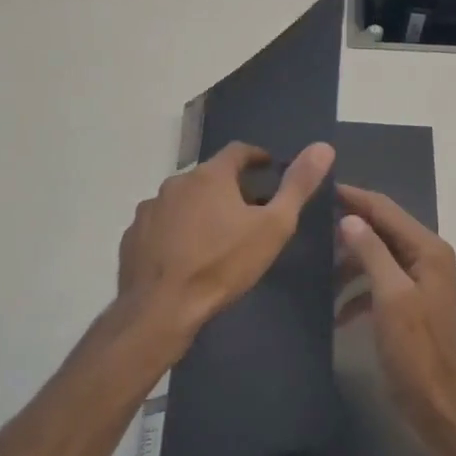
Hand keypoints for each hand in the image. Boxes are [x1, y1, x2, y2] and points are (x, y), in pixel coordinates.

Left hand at [117, 140, 335, 350]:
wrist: (162, 308)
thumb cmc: (223, 264)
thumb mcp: (273, 227)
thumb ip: (298, 186)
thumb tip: (324, 146)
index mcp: (210, 176)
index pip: (237, 151)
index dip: (256, 157)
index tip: (268, 169)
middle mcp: (176, 183)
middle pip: (208, 177)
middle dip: (229, 187)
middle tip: (247, 211)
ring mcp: (149, 209)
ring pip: (182, 201)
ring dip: (199, 209)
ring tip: (215, 236)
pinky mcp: (132, 236)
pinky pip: (160, 225)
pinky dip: (175, 231)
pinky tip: (184, 255)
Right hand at [336, 184, 455, 444]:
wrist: (437, 404)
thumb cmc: (415, 350)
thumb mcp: (391, 297)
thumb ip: (371, 252)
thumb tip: (349, 218)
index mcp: (428, 250)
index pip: (386, 210)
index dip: (355, 197)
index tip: (320, 188)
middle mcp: (427, 258)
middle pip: (382, 230)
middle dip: (349, 228)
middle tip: (309, 225)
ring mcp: (419, 282)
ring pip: (377, 258)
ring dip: (350, 264)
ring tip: (316, 270)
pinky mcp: (409, 305)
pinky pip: (378, 285)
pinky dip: (358, 292)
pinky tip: (336, 311)